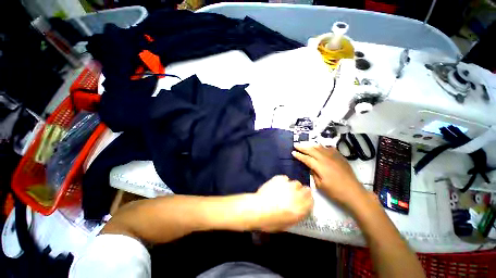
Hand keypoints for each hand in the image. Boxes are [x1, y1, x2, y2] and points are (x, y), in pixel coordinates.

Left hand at [252, 175, 312, 231]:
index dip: (307, 201)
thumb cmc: (272, 221)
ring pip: (296, 183)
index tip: (303, 202)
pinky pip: (285, 178)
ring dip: (293, 186)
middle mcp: (298, 195)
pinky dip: (283, 181)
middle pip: (306, 190)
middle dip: (302, 192)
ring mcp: (289, 185)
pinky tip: (277, 185)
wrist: (259, 208)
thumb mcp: (288, 224)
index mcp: (302, 208)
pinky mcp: (280, 178)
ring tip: (285, 189)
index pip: (311, 201)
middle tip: (294, 195)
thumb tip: (298, 209)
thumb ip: (296, 215)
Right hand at [292, 145, 367, 209]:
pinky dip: (323, 147)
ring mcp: (334, 157)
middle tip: (296, 145)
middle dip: (303, 147)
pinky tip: (321, 148)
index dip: (299, 155)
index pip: (306, 158)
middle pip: (312, 150)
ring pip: (320, 148)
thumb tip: (310, 167)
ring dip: (311, 146)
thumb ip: (313, 173)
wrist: (354, 193)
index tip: (293, 152)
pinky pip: (330, 149)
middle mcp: (326, 159)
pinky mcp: (340, 157)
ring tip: (306, 145)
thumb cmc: (335, 192)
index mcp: (320, 166)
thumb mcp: (320, 185)